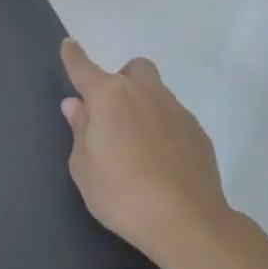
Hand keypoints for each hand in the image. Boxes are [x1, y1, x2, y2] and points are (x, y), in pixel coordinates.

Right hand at [59, 38, 231, 263]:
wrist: (187, 223)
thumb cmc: (121, 194)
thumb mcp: (83, 167)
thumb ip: (80, 130)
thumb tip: (78, 106)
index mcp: (109, 97)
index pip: (84, 68)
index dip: (74, 56)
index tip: (69, 45)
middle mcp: (144, 94)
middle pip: (134, 69)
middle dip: (122, 79)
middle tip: (112, 111)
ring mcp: (176, 112)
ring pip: (157, 92)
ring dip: (144, 105)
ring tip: (137, 142)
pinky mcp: (198, 134)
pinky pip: (175, 118)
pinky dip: (163, 128)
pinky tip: (160, 160)